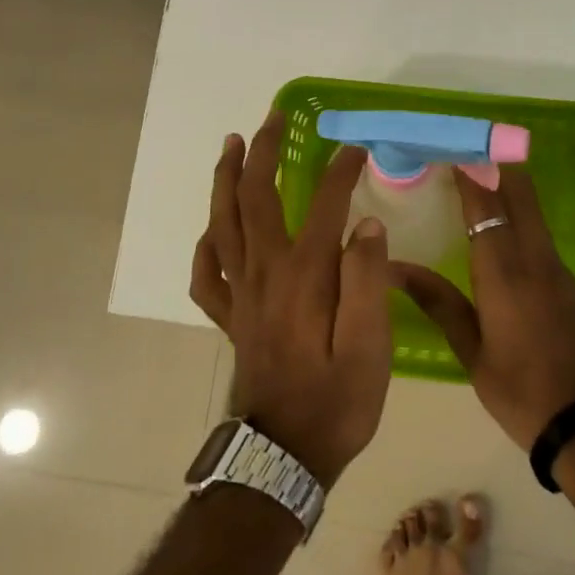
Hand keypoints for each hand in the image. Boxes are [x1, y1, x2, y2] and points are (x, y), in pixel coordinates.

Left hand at [189, 110, 391, 485]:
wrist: (285, 456)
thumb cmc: (336, 402)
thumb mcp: (370, 346)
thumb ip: (367, 280)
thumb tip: (366, 224)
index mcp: (304, 274)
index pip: (325, 204)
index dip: (341, 171)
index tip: (357, 149)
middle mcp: (265, 272)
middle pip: (254, 197)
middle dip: (263, 151)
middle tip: (272, 118)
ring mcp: (241, 294)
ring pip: (222, 222)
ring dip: (225, 179)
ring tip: (231, 145)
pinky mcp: (231, 317)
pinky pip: (206, 274)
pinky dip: (205, 246)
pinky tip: (211, 232)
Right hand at [390, 167, 574, 449]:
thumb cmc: (521, 391)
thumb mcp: (472, 352)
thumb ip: (438, 303)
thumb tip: (394, 268)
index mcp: (504, 272)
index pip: (485, 204)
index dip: (469, 171)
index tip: (449, 146)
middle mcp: (534, 258)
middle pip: (520, 192)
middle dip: (495, 163)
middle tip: (465, 148)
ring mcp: (557, 268)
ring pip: (532, 210)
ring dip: (508, 185)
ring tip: (476, 175)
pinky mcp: (568, 282)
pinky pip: (540, 232)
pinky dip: (520, 213)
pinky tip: (501, 222)